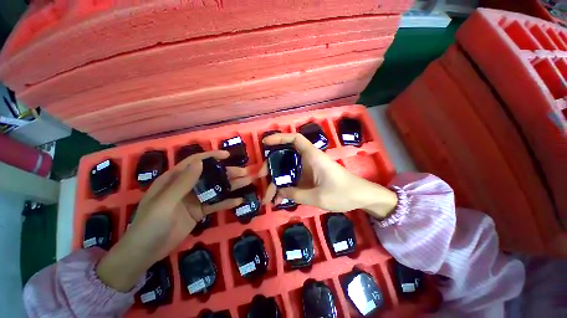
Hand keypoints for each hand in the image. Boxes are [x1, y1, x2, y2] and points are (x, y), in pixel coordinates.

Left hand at [96, 150, 250, 291]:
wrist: (144, 254)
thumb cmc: (149, 225)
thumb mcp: (165, 203)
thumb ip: (183, 183)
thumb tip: (200, 162)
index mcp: (174, 179)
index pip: (195, 162)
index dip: (211, 157)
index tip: (227, 156)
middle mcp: (186, 186)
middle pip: (210, 175)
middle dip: (227, 172)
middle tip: (244, 173)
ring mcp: (194, 199)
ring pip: (215, 189)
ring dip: (231, 185)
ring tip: (246, 183)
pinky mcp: (199, 211)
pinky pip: (215, 204)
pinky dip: (227, 202)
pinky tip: (239, 201)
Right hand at [261, 133, 397, 215]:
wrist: (361, 197)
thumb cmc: (343, 193)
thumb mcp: (317, 197)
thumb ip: (295, 194)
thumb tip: (278, 191)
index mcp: (312, 156)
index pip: (294, 139)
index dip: (279, 138)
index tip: (265, 143)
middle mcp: (308, 160)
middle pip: (285, 157)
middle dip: (271, 167)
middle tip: (261, 179)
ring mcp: (308, 169)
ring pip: (288, 171)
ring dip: (277, 182)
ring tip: (268, 198)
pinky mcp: (310, 178)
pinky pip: (294, 180)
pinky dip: (286, 188)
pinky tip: (279, 200)